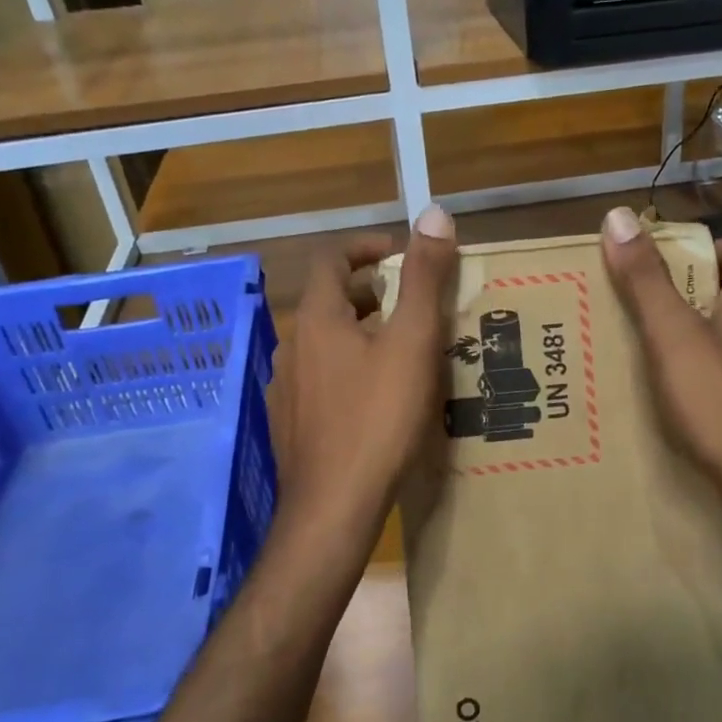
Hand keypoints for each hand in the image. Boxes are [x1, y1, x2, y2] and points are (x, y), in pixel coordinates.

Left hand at [268, 208, 458, 552]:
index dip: (367, 247)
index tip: (402, 254)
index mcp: (318, 320)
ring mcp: (287, 390)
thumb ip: (424, 278)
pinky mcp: (292, 425)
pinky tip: (379, 401)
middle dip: (372, 294)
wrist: (333, 508)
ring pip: (327, 345)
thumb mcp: (412, 343)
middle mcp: (293, 347)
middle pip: (331, 302)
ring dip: (363, 335)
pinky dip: (351, 371)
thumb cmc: (377, 419)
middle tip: (415, 306)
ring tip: (405, 353)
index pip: (332, 258)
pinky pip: (323, 381)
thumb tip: (434, 212)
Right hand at [599, 206, 721, 530]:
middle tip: (649, 310)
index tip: (666, 269)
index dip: (706, 248)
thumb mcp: (670, 335)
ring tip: (659, 353)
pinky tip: (687, 396)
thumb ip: (645, 279)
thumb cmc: (718, 401)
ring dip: (705, 333)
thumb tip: (619, 217)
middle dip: (695, 293)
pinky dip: (717, 370)